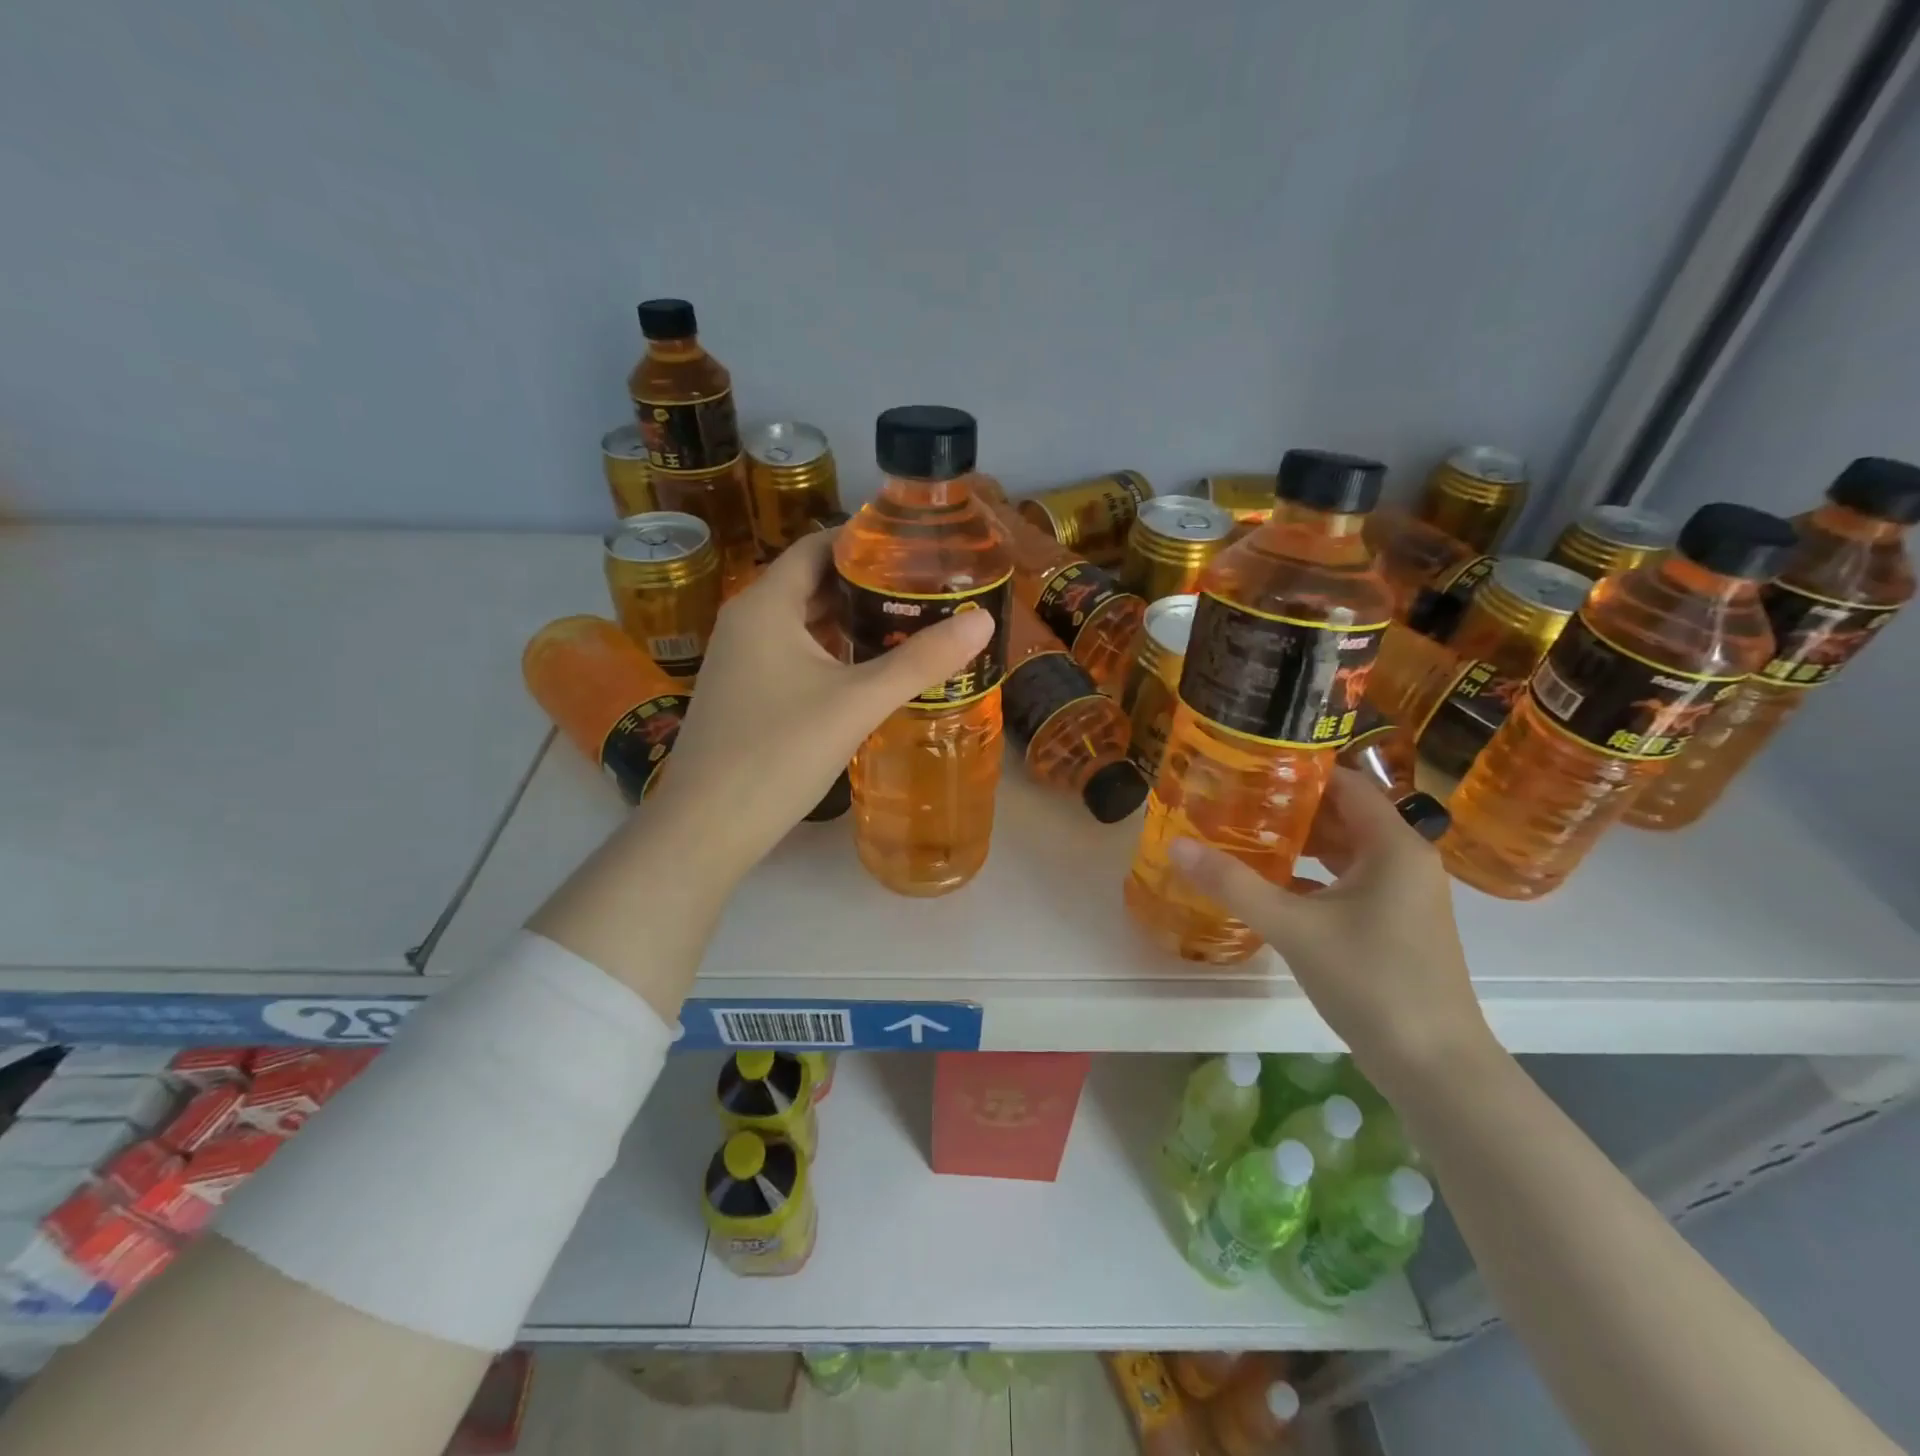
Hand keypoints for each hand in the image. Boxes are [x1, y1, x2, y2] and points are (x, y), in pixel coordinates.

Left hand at [646, 530, 993, 876]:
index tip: (915, 546)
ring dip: (849, 621)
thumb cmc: (778, 752)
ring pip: (802, 623)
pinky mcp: (744, 694)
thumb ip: (920, 661)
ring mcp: (740, 660)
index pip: (817, 546)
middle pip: (811, 583)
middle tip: (923, 588)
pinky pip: (792, 654)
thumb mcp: (857, 702)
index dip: (864, 540)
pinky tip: (865, 672)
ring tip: (906, 624)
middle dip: (865, 583)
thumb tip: (983, 622)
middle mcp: (746, 621)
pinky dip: (830, 652)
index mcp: (766, 605)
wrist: (705, 827)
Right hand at [1168, 769, 1494, 1089]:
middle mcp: (1405, 860)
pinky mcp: (1395, 922)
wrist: (1434, 1065)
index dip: (1298, 770)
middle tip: (1234, 797)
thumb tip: (1177, 845)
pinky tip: (1271, 883)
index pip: (1345, 783)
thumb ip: (1233, 884)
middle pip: (1344, 814)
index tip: (1248, 764)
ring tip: (1244, 832)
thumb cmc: (1370, 981)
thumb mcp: (1293, 927)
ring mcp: (1403, 894)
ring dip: (1300, 842)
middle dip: (1290, 806)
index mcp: (1393, 846)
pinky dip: (1313, 875)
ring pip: (1346, 850)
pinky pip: (1349, 881)